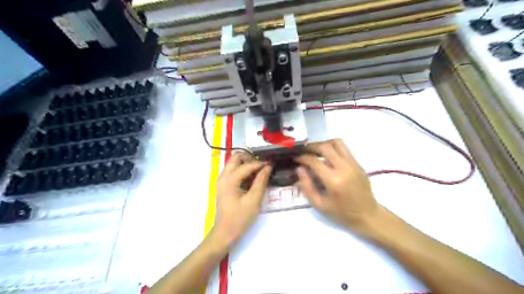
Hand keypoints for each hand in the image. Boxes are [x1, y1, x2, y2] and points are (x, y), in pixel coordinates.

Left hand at [210, 153, 271, 247]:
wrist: (225, 233)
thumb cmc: (240, 218)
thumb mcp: (253, 200)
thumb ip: (261, 181)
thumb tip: (268, 167)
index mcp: (229, 180)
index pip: (247, 165)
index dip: (260, 163)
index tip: (271, 164)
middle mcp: (223, 176)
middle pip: (236, 157)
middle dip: (250, 158)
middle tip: (262, 165)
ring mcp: (222, 180)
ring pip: (234, 163)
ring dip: (246, 163)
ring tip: (259, 170)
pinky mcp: (224, 184)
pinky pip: (233, 170)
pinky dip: (243, 169)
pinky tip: (252, 177)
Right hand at [294, 138, 380, 229]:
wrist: (368, 215)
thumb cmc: (342, 213)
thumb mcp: (319, 204)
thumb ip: (307, 186)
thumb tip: (299, 169)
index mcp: (333, 180)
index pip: (314, 161)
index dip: (302, 157)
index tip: (296, 158)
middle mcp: (344, 168)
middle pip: (326, 147)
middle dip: (311, 146)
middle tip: (303, 151)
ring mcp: (353, 164)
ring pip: (337, 143)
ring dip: (324, 144)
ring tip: (316, 151)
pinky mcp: (358, 163)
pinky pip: (344, 149)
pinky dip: (333, 148)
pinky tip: (327, 157)